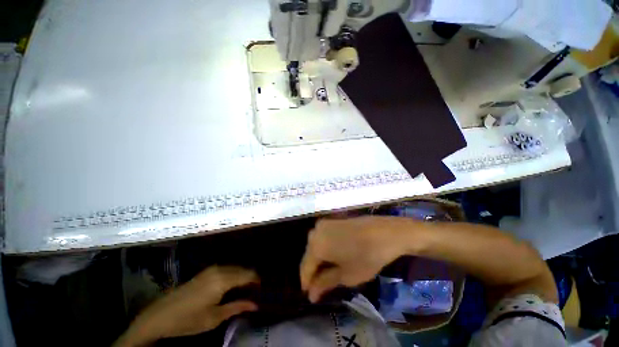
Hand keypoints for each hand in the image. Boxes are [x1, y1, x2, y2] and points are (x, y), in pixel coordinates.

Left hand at [115, 266, 258, 345]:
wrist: (162, 316)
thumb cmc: (190, 320)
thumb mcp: (215, 317)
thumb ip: (235, 308)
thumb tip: (255, 304)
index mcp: (219, 282)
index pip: (243, 275)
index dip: (256, 279)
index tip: (268, 287)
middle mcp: (212, 273)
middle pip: (235, 269)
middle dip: (249, 275)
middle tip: (261, 287)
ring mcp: (202, 274)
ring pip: (226, 268)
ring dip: (238, 274)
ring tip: (249, 286)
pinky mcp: (196, 277)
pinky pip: (218, 271)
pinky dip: (228, 275)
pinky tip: (230, 284)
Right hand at [300, 216, 415, 302]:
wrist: (393, 233)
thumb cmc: (368, 257)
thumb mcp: (346, 276)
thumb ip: (324, 284)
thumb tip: (311, 294)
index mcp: (314, 245)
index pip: (305, 269)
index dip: (307, 284)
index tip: (310, 297)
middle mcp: (316, 231)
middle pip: (311, 257)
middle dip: (315, 273)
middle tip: (320, 289)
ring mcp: (328, 224)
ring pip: (319, 248)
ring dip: (322, 263)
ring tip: (329, 277)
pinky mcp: (339, 221)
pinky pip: (328, 239)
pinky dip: (330, 252)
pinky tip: (337, 261)